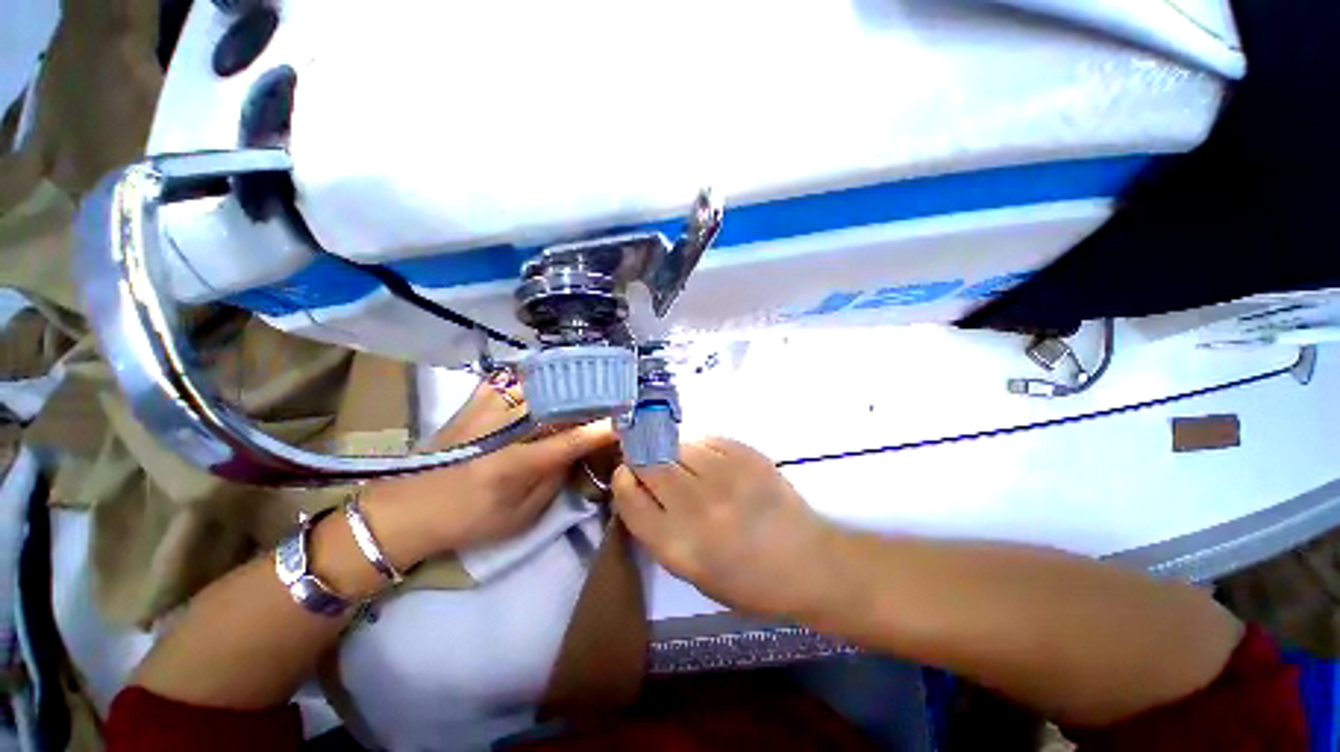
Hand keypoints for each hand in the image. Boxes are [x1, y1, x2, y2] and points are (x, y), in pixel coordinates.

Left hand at [360, 383, 613, 567]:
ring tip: (595, 382)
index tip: (625, 421)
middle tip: (616, 394)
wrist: (406, 507)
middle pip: (560, 403)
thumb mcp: (519, 517)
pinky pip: (518, 379)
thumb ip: (554, 481)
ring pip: (541, 384)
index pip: (571, 440)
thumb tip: (577, 451)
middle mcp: (503, 429)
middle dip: (592, 397)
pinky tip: (558, 375)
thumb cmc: (467, 521)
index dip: (602, 429)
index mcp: (515, 465)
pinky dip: (542, 376)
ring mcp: (488, 408)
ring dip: (572, 383)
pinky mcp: (477, 400)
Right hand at [612, 437, 834, 615]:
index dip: (623, 480)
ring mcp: (725, 476)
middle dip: (642, 458)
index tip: (627, 474)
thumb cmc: (747, 580)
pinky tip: (711, 461)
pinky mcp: (747, 456)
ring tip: (686, 463)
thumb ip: (659, 528)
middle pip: (649, 464)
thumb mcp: (691, 571)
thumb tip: (641, 485)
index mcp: (678, 546)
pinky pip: (707, 439)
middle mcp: (697, 507)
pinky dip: (700, 446)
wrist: (806, 562)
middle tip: (651, 461)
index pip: (630, 498)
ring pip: (677, 445)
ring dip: (672, 450)